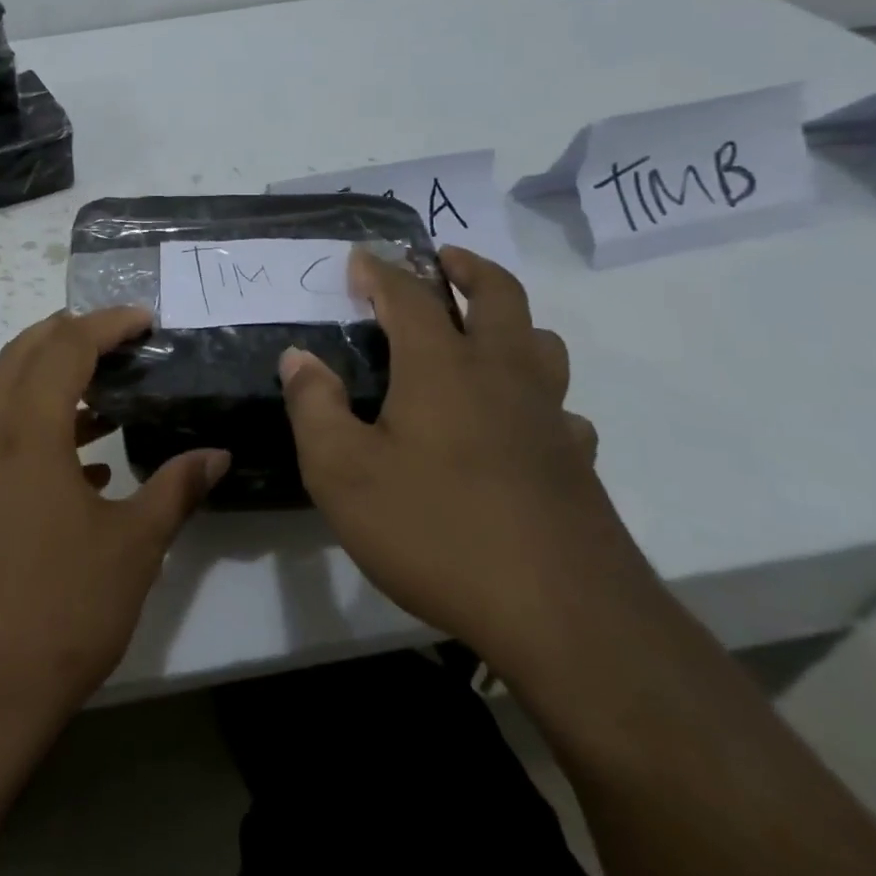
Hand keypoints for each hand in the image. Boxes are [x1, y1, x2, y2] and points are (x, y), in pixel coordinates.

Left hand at [0, 308, 229, 732]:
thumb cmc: (59, 610)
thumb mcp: (133, 546)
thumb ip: (176, 489)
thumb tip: (216, 455)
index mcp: (25, 428)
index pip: (66, 345)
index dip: (108, 324)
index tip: (146, 321)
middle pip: (24, 351)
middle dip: (72, 335)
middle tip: (122, 341)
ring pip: (5, 389)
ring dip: (51, 378)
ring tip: (107, 396)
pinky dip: (35, 422)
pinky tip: (82, 462)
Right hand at [279, 246, 645, 671]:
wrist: (564, 617)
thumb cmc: (436, 531)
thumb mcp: (342, 472)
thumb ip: (314, 406)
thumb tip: (299, 357)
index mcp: (442, 368)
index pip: (410, 296)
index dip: (382, 271)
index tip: (360, 257)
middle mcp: (501, 376)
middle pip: (499, 296)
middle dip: (468, 268)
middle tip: (444, 258)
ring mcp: (547, 419)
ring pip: (542, 345)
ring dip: (512, 321)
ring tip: (483, 330)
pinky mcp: (576, 464)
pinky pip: (561, 409)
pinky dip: (538, 396)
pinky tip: (520, 424)